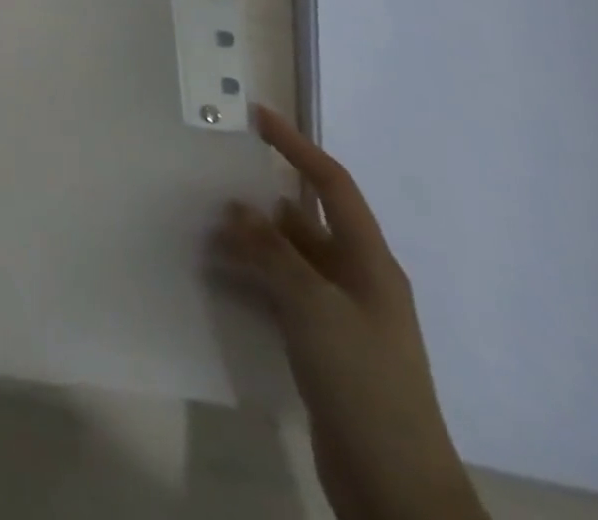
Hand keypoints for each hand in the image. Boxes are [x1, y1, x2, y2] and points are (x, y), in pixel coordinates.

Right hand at [213, 107, 487, 519]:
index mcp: (369, 262)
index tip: (256, 116)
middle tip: (212, 175)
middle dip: (261, 195)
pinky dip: (251, 275)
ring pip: (288, 255)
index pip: (331, 184)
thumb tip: (237, 207)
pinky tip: (217, 273)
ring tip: (203, 225)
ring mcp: (340, 312)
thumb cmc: (361, 379)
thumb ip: (272, 251)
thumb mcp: (314, 306)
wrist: (393, 482)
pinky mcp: (321, 342)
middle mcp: (357, 278)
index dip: (296, 146)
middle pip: (306, 218)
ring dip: (250, 238)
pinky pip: (280, 289)